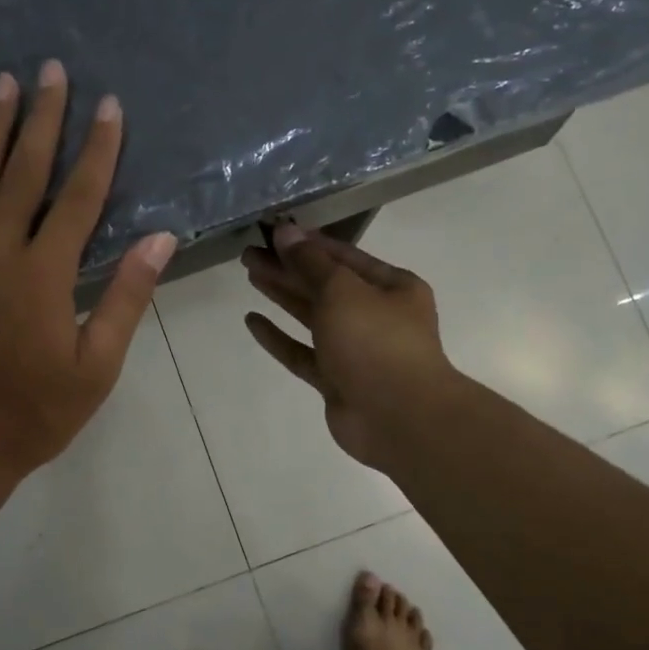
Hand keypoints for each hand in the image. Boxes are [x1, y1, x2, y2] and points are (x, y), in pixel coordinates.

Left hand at [0, 60, 177, 480]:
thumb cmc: (33, 414)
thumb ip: (125, 297)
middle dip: (43, 118)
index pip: (80, 196)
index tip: (109, 105)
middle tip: (51, 69)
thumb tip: (160, 238)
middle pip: (23, 172)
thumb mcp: (96, 366)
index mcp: (43, 273)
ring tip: (1, 83)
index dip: (98, 148)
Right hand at [241, 224, 453, 469]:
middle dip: (289, 267)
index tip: (273, 232)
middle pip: (325, 285)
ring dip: (283, 295)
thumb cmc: (376, 342)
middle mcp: (375, 315)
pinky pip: (302, 353)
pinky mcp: (335, 380)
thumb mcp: (342, 291)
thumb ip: (310, 262)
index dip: (308, 244)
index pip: (344, 257)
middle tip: (250, 253)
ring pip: (312, 317)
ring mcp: (355, 351)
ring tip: (251, 274)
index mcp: (392, 287)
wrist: (398, 418)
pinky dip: (279, 337)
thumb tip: (285, 231)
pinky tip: (252, 320)